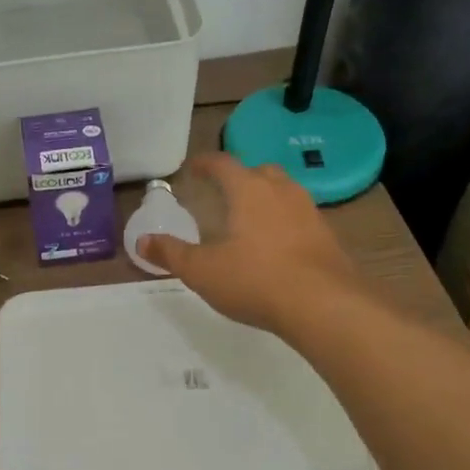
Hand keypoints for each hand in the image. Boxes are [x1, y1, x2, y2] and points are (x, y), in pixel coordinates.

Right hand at [137, 153, 359, 334]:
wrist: (325, 305)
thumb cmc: (255, 279)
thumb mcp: (202, 270)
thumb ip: (171, 254)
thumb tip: (142, 241)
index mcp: (248, 190)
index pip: (223, 164)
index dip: (205, 164)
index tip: (192, 169)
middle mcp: (281, 192)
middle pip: (259, 172)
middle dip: (240, 178)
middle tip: (224, 193)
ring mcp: (309, 212)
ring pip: (284, 193)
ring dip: (266, 199)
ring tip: (250, 219)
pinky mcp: (328, 237)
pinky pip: (300, 218)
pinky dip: (284, 223)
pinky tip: (276, 247)